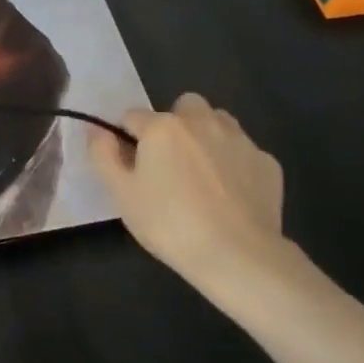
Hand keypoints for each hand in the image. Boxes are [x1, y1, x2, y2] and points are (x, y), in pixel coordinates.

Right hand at [86, 93, 302, 308]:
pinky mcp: (267, 163)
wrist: (238, 256)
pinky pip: (244, 151)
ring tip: (203, 173)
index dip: (127, 138)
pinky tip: (232, 194)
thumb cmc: (170, 224)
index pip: (132, 116)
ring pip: (218, 121)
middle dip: (174, 124)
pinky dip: (235, 163)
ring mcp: (239, 140)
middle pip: (183, 105)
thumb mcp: (121, 193)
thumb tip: (96, 129)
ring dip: (207, 135)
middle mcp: (201, 122)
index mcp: (162, 127)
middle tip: (170, 162)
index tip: (131, 166)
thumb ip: (102, 154)